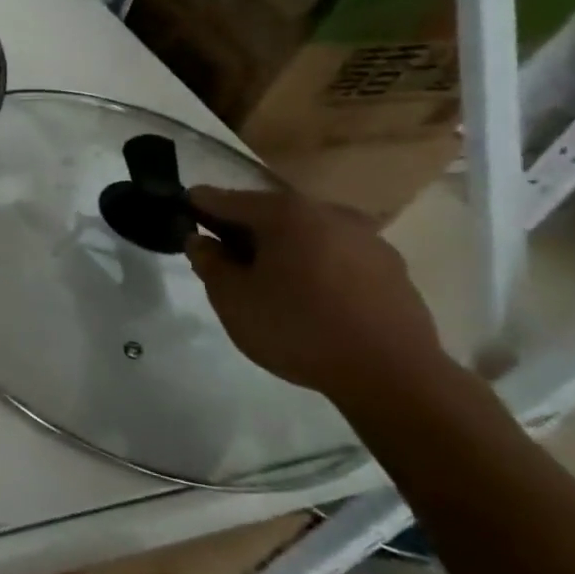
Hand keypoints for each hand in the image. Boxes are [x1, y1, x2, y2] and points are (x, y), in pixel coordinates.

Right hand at [185, 186, 454, 410]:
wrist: (393, 375)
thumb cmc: (298, 328)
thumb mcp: (232, 299)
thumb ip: (209, 263)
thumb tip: (201, 241)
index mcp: (284, 212)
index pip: (224, 198)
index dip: (197, 207)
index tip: (181, 219)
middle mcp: (328, 212)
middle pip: (269, 213)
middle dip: (243, 230)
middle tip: (223, 257)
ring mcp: (367, 239)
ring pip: (307, 234)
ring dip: (283, 249)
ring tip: (269, 282)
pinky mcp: (392, 269)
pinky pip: (337, 257)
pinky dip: (316, 267)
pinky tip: (311, 298)